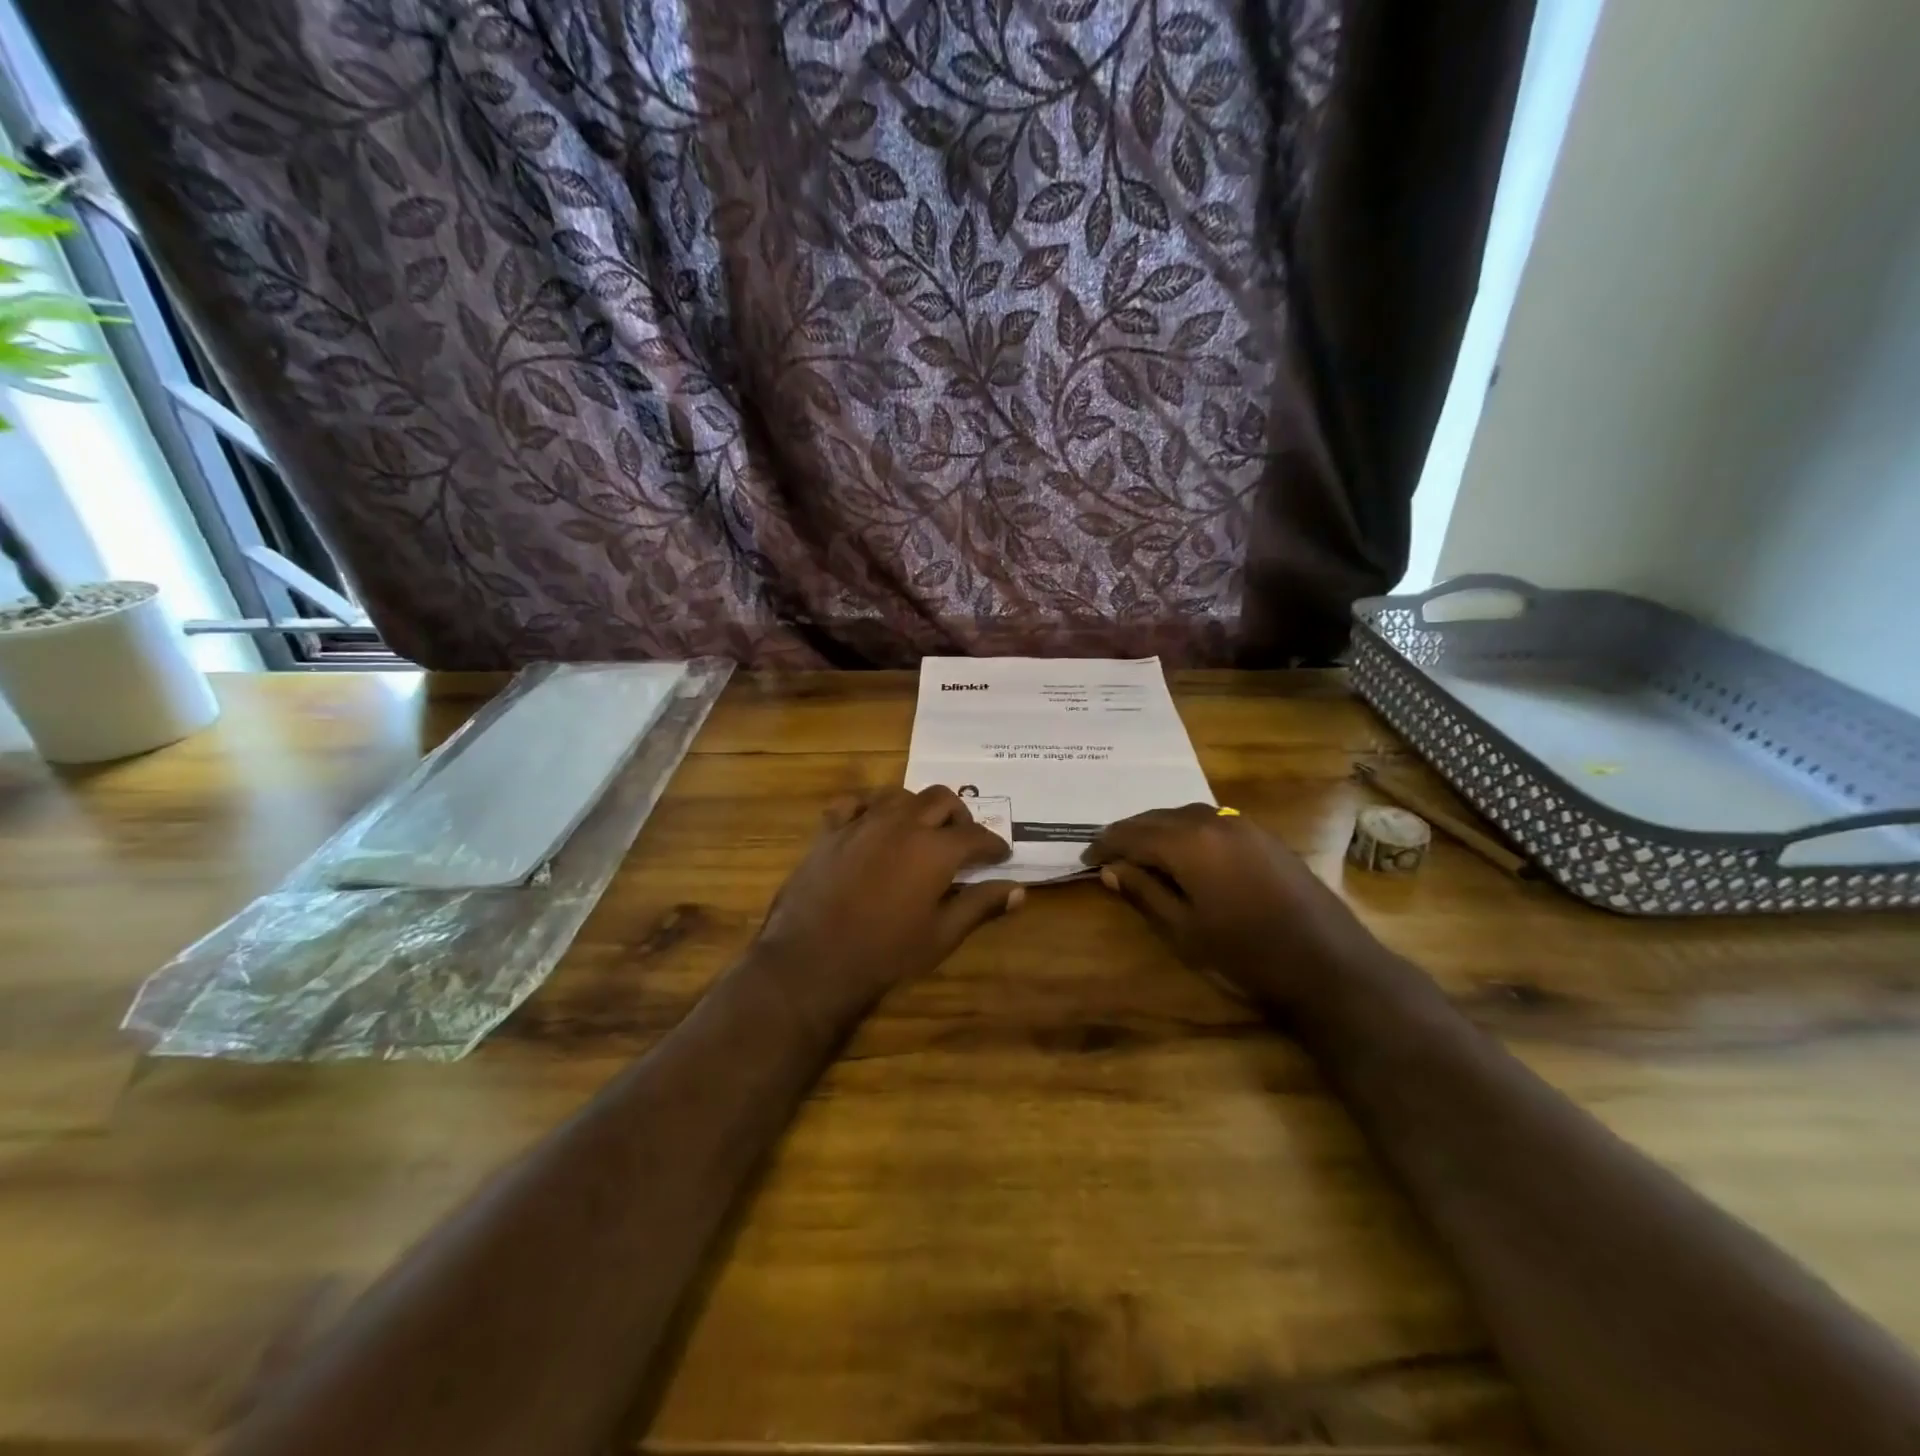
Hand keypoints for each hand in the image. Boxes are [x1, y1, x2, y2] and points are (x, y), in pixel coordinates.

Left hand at [753, 786, 1020, 1017]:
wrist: (813, 961)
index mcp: (934, 849)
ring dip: (917, 807)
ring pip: (900, 794)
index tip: (1000, 856)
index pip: (976, 835)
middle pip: (941, 799)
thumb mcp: (941, 935)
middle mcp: (902, 823)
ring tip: (920, 830)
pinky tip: (872, 823)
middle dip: (959, 816)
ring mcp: (863, 822)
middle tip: (962, 840)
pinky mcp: (831, 830)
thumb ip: (980, 905)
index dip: (993, 845)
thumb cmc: (885, 953)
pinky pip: (854, 802)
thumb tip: (1019, 891)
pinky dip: (869, 807)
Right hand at [1083, 805, 1384, 1006]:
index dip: (1105, 845)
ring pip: (1184, 814)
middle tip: (1106, 852)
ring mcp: (1242, 824)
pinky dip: (1185, 829)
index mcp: (1188, 843)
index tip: (1086, 858)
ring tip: (1140, 850)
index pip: (1132, 834)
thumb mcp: (1184, 930)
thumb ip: (1144, 893)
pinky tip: (1183, 850)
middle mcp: (1213, 821)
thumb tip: (1111, 870)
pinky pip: (1210, 820)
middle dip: (1128, 832)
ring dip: (1157, 828)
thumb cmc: (1246, 954)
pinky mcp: (1262, 835)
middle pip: (1157, 817)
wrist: (1328, 963)